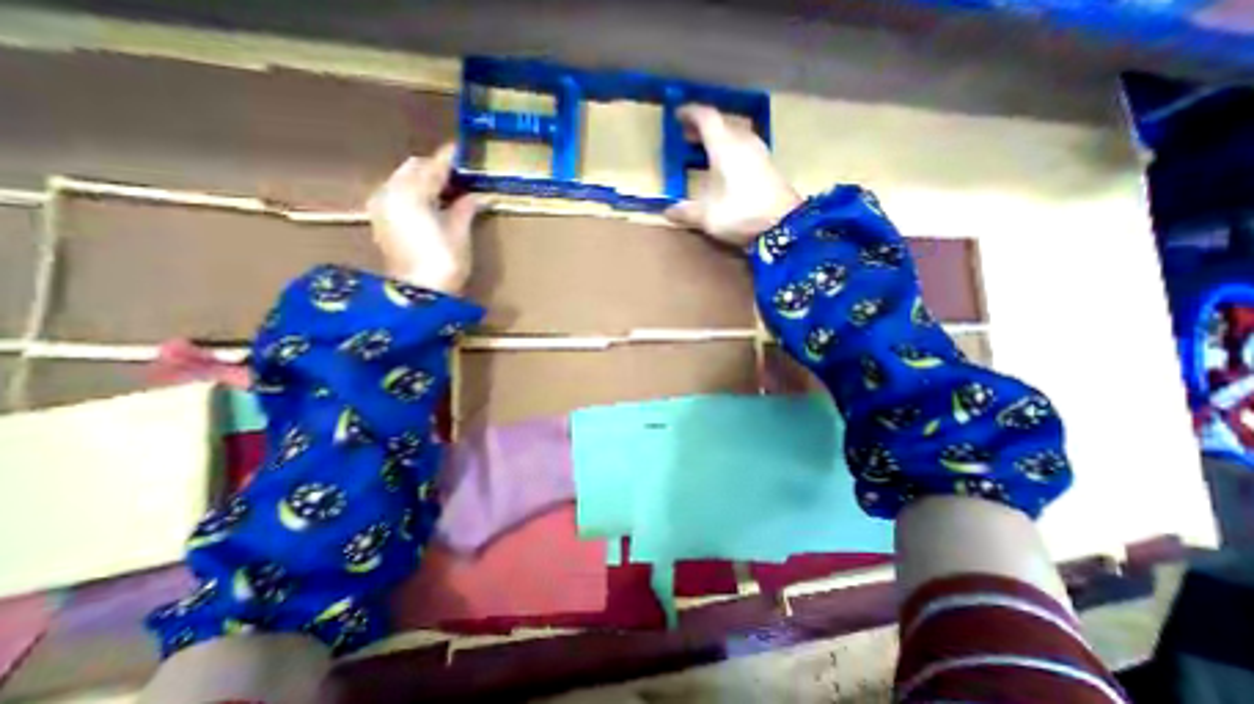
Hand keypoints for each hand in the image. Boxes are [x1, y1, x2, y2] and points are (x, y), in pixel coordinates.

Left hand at [369, 146, 481, 294]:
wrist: (418, 291)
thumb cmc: (444, 261)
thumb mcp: (459, 232)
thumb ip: (466, 208)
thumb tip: (480, 195)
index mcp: (412, 193)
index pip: (433, 167)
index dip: (449, 158)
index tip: (461, 149)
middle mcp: (391, 192)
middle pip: (413, 168)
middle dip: (434, 168)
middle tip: (459, 175)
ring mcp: (382, 205)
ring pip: (403, 179)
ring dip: (423, 180)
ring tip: (447, 190)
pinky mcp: (381, 219)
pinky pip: (396, 193)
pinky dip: (413, 192)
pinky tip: (430, 203)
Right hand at [666, 105, 802, 248]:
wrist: (783, 224)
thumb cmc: (741, 213)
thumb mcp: (707, 216)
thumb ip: (685, 212)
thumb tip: (667, 212)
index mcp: (725, 146)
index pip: (706, 117)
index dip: (690, 113)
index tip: (677, 115)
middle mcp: (743, 142)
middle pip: (721, 123)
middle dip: (702, 128)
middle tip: (687, 136)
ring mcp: (759, 151)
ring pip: (735, 134)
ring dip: (718, 138)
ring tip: (705, 150)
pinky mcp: (768, 164)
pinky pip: (745, 146)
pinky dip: (730, 149)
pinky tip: (726, 166)